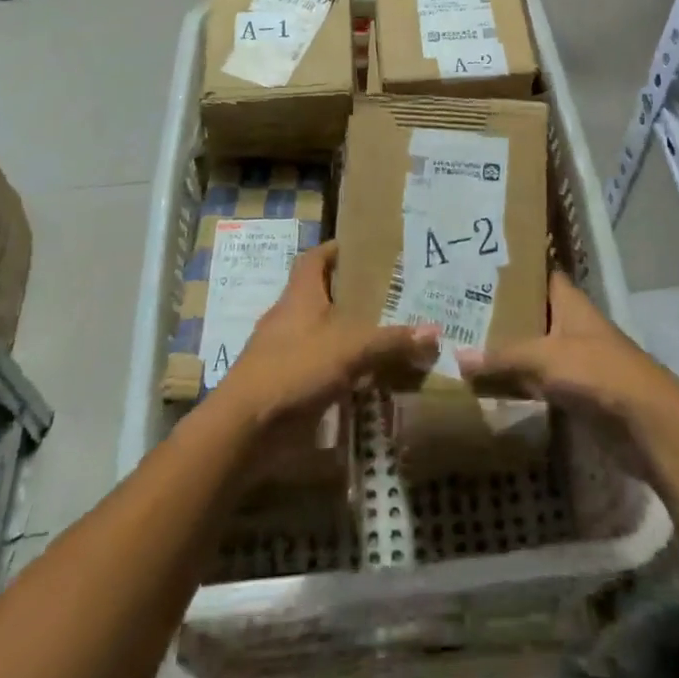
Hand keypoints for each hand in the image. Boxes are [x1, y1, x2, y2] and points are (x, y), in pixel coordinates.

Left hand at [209, 241, 439, 432]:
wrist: (244, 429)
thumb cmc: (294, 369)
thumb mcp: (350, 349)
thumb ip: (391, 340)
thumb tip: (434, 331)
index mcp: (299, 295)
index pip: (314, 259)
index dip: (335, 249)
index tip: (363, 248)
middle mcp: (289, 318)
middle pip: (321, 296)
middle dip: (352, 296)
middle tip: (391, 296)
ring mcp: (284, 353)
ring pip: (322, 335)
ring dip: (349, 337)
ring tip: (387, 338)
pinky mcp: (285, 385)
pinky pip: (319, 370)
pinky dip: (342, 373)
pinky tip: (368, 381)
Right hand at [455, 273, 671, 422]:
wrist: (646, 422)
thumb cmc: (596, 371)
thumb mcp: (543, 357)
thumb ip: (502, 356)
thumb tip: (458, 358)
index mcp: (569, 302)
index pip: (539, 274)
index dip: (515, 269)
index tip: (479, 267)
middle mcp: (572, 325)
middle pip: (532, 313)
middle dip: (501, 313)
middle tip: (459, 310)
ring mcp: (575, 359)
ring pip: (534, 349)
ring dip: (508, 350)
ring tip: (464, 344)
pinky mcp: (576, 392)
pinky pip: (539, 381)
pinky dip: (518, 382)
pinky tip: (489, 384)